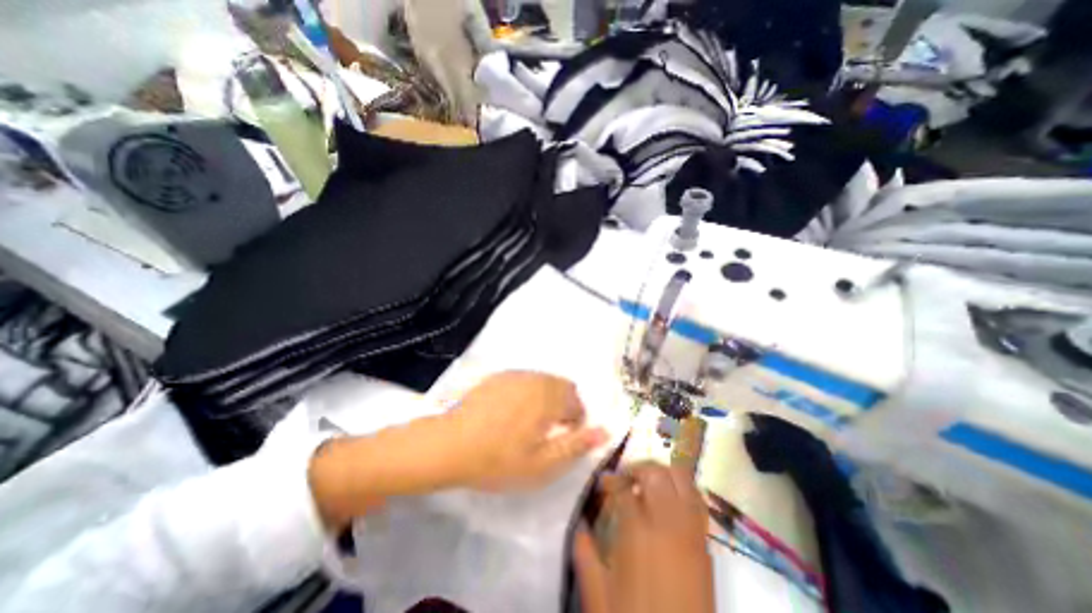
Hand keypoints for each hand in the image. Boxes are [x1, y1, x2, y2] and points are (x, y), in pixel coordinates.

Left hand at [445, 371, 612, 490]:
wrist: (450, 444)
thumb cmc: (498, 459)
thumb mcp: (543, 463)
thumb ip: (577, 445)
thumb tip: (606, 431)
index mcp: (549, 397)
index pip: (576, 401)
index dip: (576, 421)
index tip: (564, 437)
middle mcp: (536, 378)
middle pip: (562, 386)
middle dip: (564, 406)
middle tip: (549, 430)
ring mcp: (515, 374)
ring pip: (544, 381)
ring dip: (547, 398)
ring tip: (530, 422)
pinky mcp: (498, 376)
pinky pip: (525, 380)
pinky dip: (528, 392)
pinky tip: (511, 412)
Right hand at [571, 463, 718, 612]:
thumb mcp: (598, 594)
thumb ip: (584, 553)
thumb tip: (579, 525)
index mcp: (637, 531)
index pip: (622, 488)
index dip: (610, 481)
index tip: (602, 484)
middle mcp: (667, 522)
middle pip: (656, 473)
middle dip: (637, 468)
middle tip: (625, 479)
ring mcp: (691, 532)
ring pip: (683, 480)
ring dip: (663, 474)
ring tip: (649, 484)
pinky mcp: (706, 546)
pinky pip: (697, 503)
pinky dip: (683, 491)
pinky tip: (670, 503)